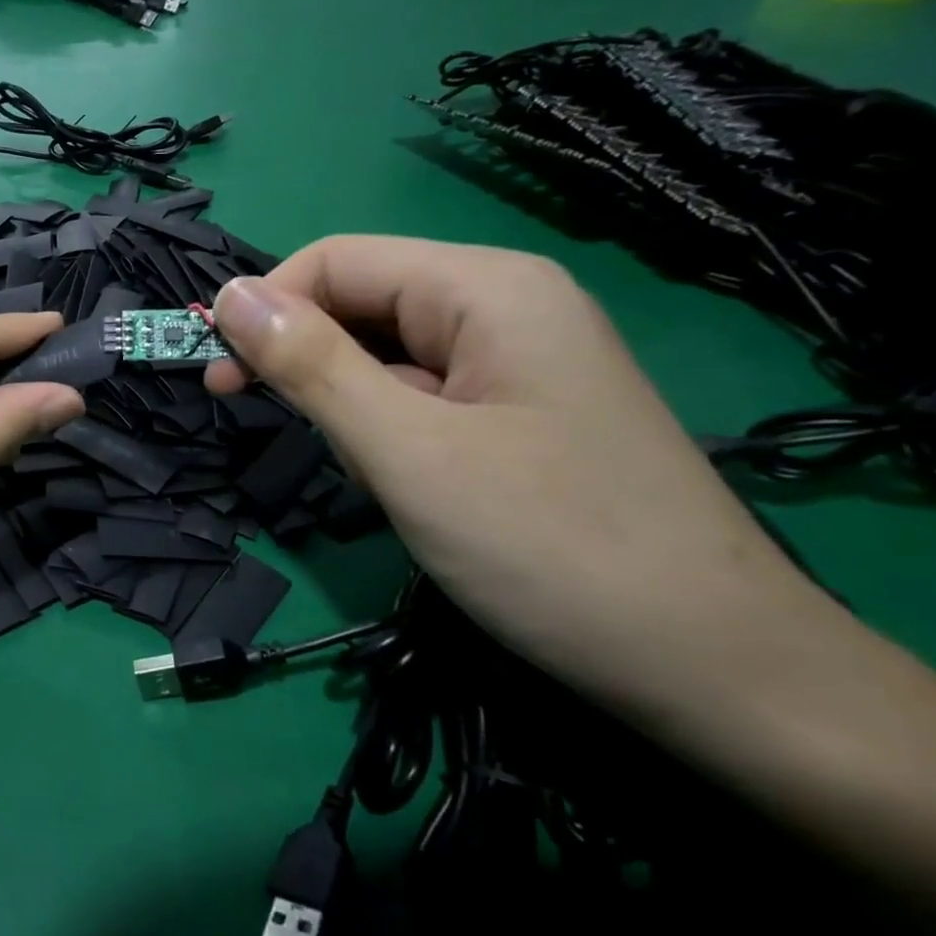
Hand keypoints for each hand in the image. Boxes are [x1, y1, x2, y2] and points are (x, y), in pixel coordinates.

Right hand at [204, 238, 812, 714]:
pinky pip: (418, 395)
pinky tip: (401, 482)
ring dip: (346, 403)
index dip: (264, 308)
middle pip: (360, 303)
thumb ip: (309, 364)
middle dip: (304, 360)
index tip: (217, 378)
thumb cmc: (549, 548)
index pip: (335, 261)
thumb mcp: (405, 451)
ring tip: (365, 472)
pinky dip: (385, 430)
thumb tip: (226, 295)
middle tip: (262, 423)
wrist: (718, 674)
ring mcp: (514, 361)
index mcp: (485, 288)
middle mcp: (503, 306)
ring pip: (383, 354)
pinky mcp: (516, 412)